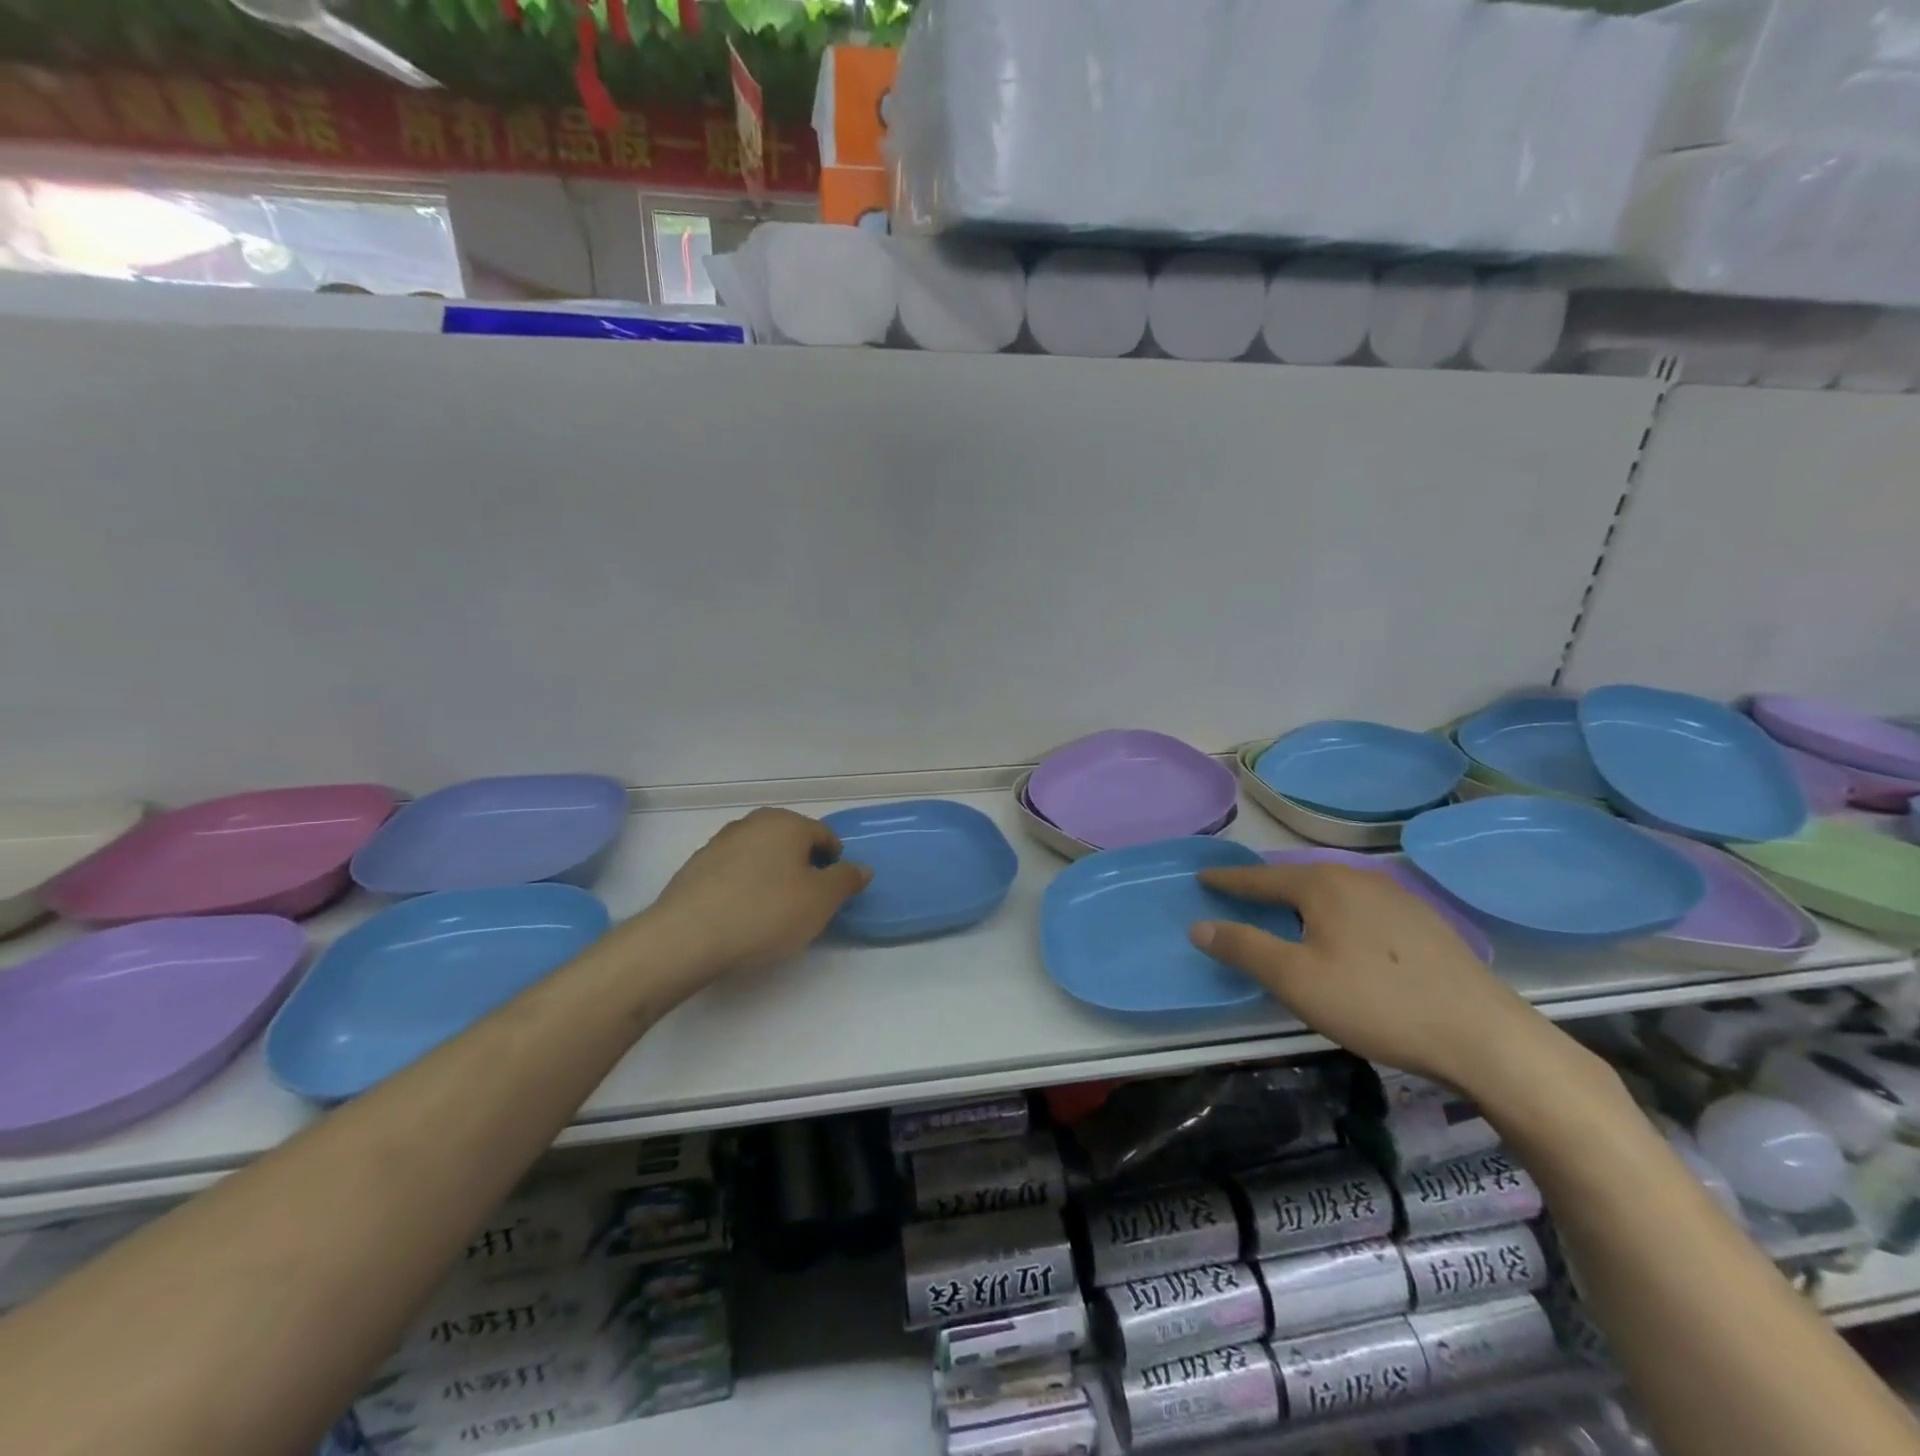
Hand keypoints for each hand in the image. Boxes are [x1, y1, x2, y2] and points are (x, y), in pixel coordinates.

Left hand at [640, 807, 871, 983]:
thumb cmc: (765, 912)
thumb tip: (861, 868)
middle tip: (804, 904)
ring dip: (772, 876)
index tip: (830, 895)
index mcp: (787, 822)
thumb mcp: (821, 900)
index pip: (824, 836)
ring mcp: (720, 842)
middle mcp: (753, 823)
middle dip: (802, 868)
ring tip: (771, 913)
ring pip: (761, 856)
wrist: (688, 936)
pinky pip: (734, 872)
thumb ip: (846, 880)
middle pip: (791, 842)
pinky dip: (744, 887)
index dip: (835, 864)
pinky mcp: (696, 867)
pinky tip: (741, 916)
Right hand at [1190, 862, 1544, 1088]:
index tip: (1202, 878)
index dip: (1228, 881)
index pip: (1260, 877)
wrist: (1485, 1037)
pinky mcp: (1425, 923)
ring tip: (1286, 914)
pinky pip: (1362, 907)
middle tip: (1240, 896)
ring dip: (1303, 901)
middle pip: (1298, 878)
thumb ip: (1243, 948)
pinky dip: (1337, 914)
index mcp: (1323, 884)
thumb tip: (1199, 926)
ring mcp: (1398, 898)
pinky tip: (1344, 937)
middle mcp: (1359, 878)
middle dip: (1266, 886)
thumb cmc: (1376, 1003)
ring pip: (1334, 891)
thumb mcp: (1295, 980)